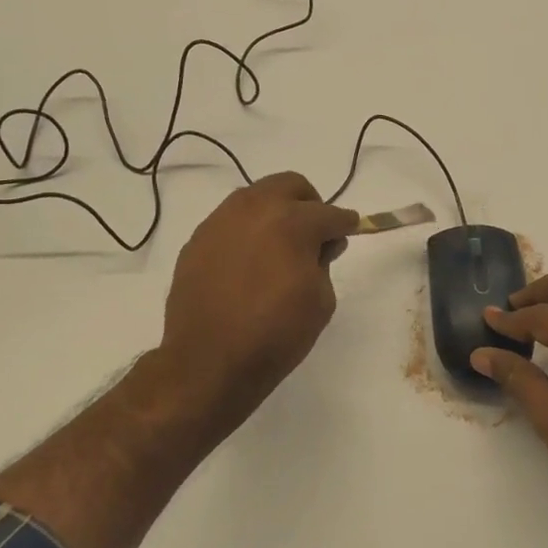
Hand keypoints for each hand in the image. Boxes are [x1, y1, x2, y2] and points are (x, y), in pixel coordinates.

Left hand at [161, 172, 358, 433]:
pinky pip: (230, 221)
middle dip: (309, 204)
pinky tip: (249, 263)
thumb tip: (321, 245)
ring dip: (275, 212)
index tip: (350, 230)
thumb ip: (324, 263)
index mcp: (292, 222)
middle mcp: (254, 209)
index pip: (329, 213)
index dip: (345, 223)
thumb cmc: (276, 334)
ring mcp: (220, 221)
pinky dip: (247, 232)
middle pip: (290, 185)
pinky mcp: (197, 240)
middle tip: (314, 234)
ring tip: (279, 247)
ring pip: (256, 197)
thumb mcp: (320, 301)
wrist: (209, 362)